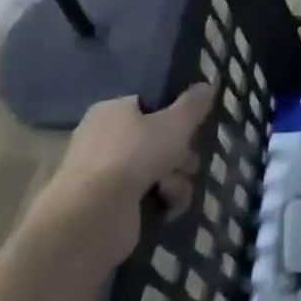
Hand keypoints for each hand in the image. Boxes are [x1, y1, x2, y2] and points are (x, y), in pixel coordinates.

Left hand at [27, 85, 212, 267]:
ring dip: (177, 179)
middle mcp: (105, 139)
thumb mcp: (175, 122)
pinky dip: (163, 200)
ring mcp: (106, 174)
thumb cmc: (134, 155)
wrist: (93, 215)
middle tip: (187, 163)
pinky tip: (168, 206)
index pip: (150, 106)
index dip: (175, 117)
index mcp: (112, 111)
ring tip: (172, 189)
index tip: (192, 129)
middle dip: (181, 154)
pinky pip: (148, 195)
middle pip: (159, 140)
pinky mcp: (110, 205)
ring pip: (158, 169)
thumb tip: (206, 85)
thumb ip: (193, 104)